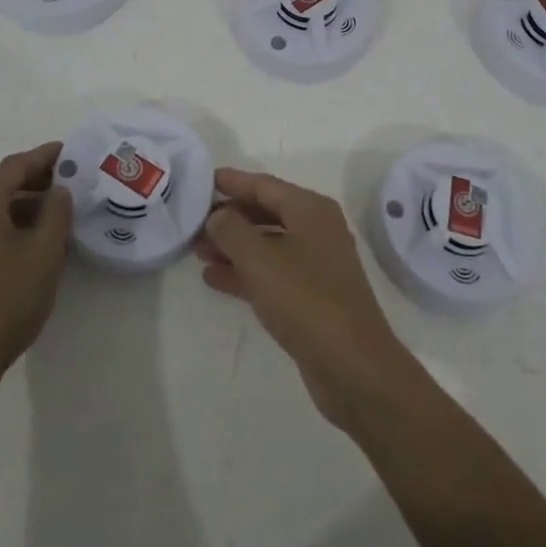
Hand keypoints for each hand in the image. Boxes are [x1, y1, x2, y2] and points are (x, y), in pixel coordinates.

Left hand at [0, 142, 72, 392]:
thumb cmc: (4, 302)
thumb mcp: (45, 254)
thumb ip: (56, 213)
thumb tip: (57, 190)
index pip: (14, 165)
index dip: (44, 156)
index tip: (68, 152)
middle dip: (22, 175)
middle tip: (55, 184)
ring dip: (9, 199)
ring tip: (43, 216)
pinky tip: (18, 244)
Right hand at [194, 167, 420, 432]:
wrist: (352, 366)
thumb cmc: (305, 299)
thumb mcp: (260, 259)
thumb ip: (231, 231)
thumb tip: (218, 216)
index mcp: (310, 210)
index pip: (264, 185)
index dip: (232, 182)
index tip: (202, 180)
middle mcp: (316, 230)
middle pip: (265, 212)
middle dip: (229, 217)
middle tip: (193, 221)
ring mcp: (316, 264)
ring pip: (266, 244)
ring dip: (233, 246)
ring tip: (196, 251)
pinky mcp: (311, 296)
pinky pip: (271, 272)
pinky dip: (244, 272)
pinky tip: (214, 279)